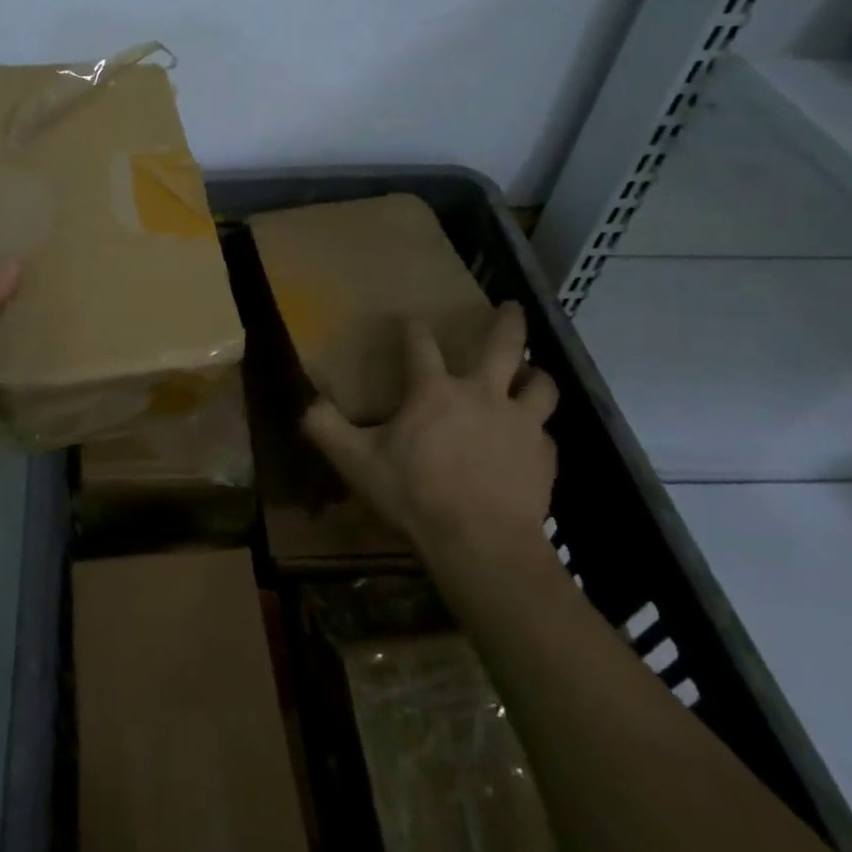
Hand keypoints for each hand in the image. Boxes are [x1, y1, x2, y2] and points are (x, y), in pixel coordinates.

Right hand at [302, 302, 558, 563]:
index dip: (413, 327)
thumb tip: (306, 402)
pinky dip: (538, 431)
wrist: (482, 545)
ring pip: (541, 384)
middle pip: (504, 345)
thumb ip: (326, 428)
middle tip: (512, 306)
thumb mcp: (356, 462)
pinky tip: (531, 441)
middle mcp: (483, 394)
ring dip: (536, 374)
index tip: (409, 319)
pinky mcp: (544, 456)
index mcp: (434, 390)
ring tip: (531, 373)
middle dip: (508, 321)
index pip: (421, 343)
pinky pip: (546, 434)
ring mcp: (520, 423)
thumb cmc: (415, 495)